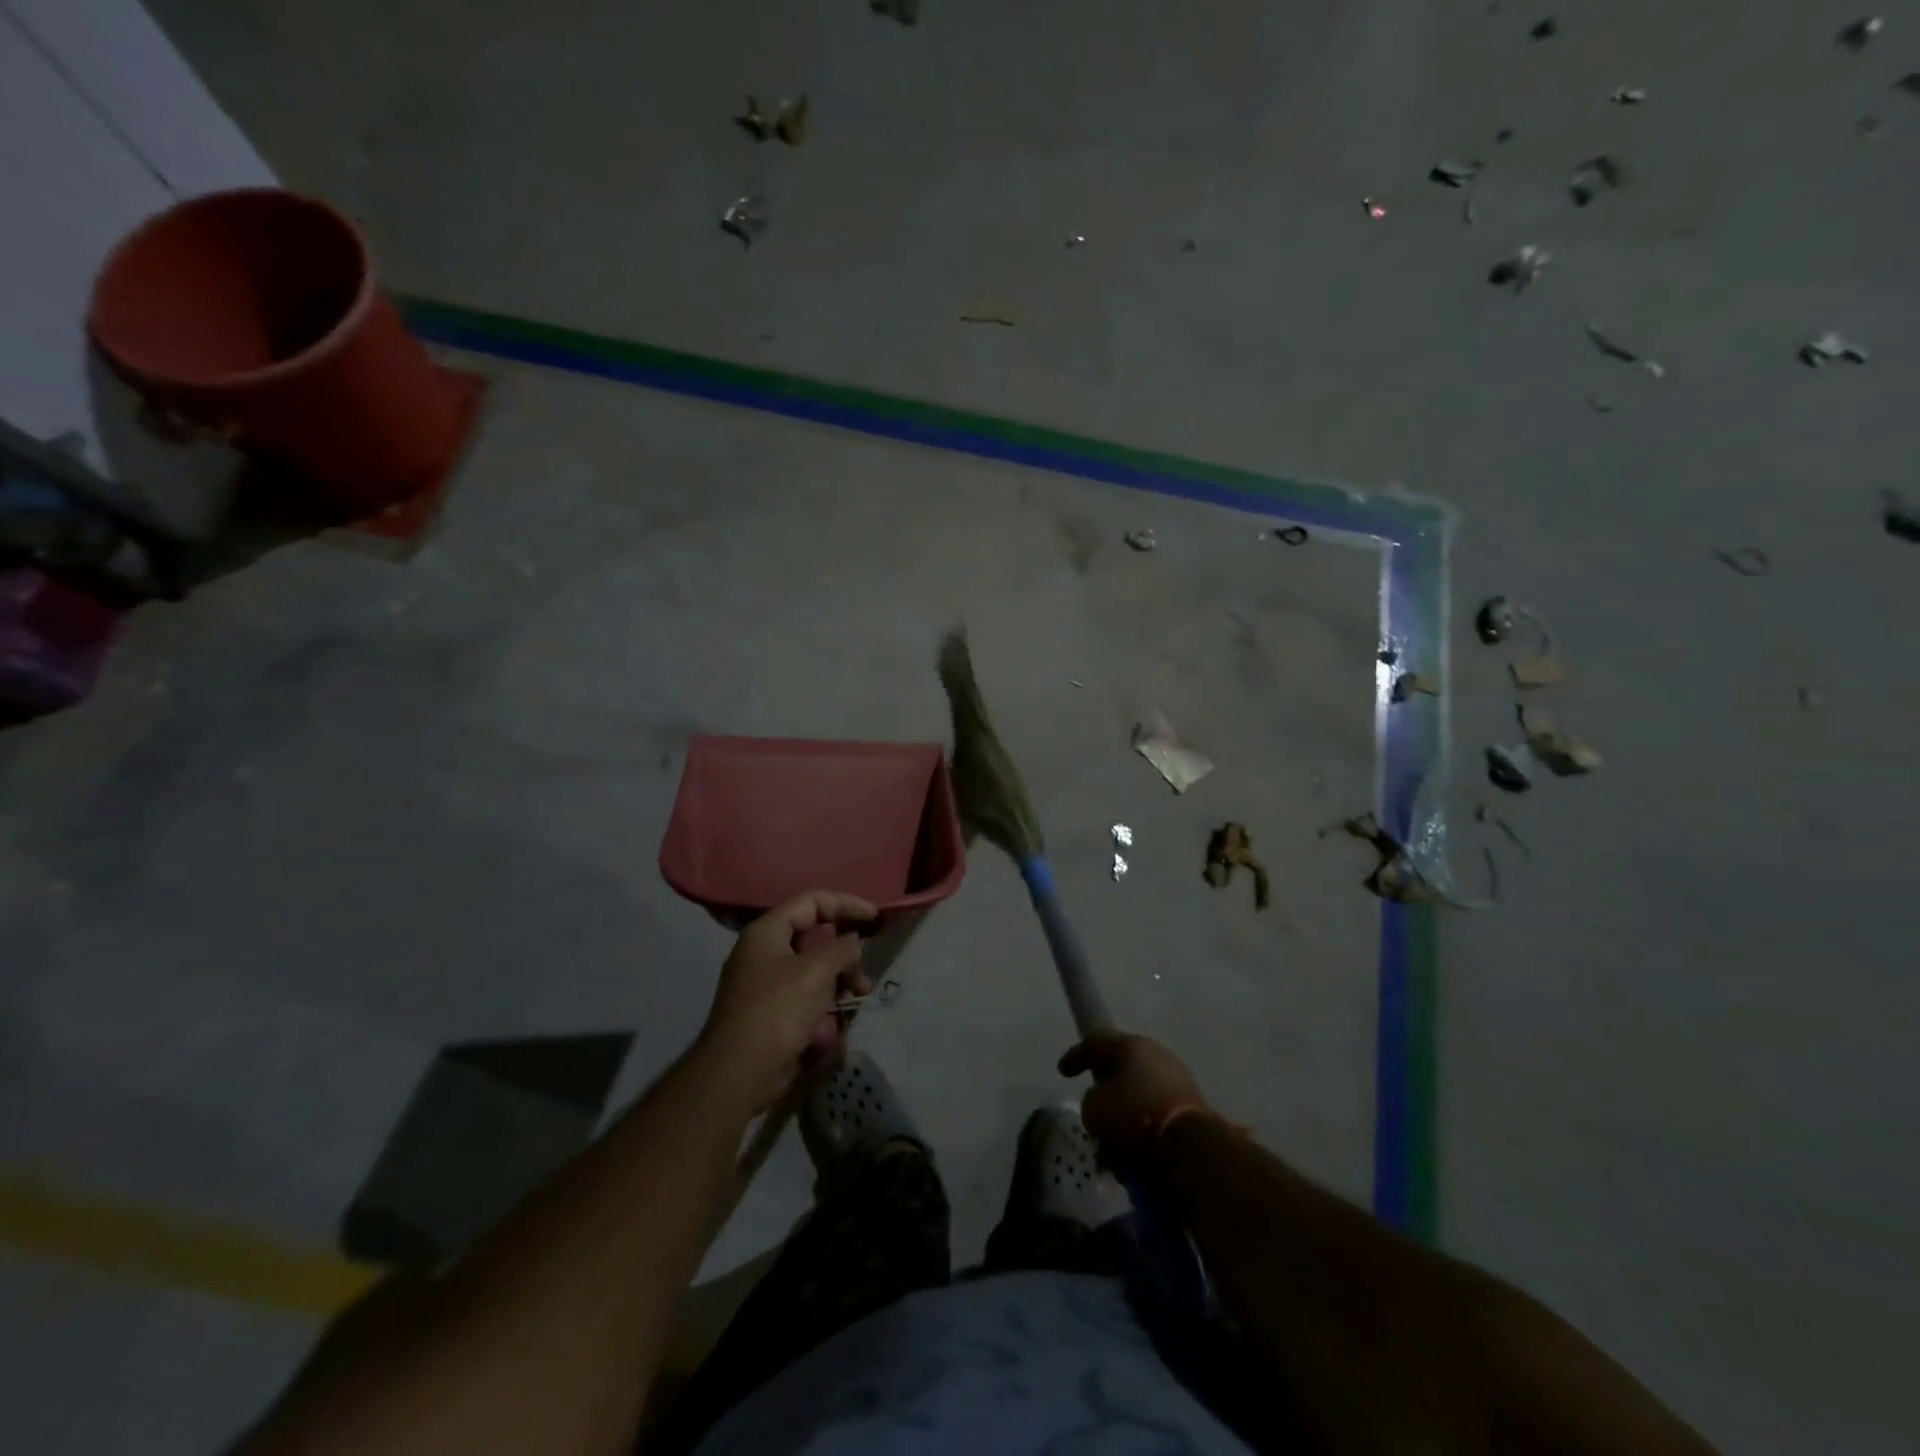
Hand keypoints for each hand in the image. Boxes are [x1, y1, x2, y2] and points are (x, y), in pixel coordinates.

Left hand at [696, 891, 877, 1115]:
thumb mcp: (816, 971)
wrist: (739, 1073)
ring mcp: (768, 984)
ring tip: (860, 993)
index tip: (874, 916)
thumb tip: (854, 942)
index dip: (845, 904)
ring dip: (841, 978)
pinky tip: (836, 1022)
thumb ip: (842, 949)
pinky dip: (826, 1003)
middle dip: (845, 950)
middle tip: (866, 963)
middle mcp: (765, 953)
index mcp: (767, 932)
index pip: (811, 902)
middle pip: (814, 936)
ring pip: (814, 969)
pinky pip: (807, 997)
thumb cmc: (777, 1010)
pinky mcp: (774, 1013)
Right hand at [1058, 1031, 1209, 1164]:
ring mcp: (1180, 1082)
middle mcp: (1158, 1056)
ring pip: (1142, 1095)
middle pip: (1123, 1068)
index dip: (1076, 1055)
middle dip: (1107, 1090)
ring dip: (1127, 1115)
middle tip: (1093, 1108)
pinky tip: (1134, 1155)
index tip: (1063, 1072)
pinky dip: (1145, 1131)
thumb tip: (1104, 1104)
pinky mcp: (1195, 1110)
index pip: (1097, 1041)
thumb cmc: (1135, 1117)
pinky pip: (1159, 1115)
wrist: (1192, 1148)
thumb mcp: (1095, 1109)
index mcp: (1133, 1045)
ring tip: (1112, 1144)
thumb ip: (1092, 1101)